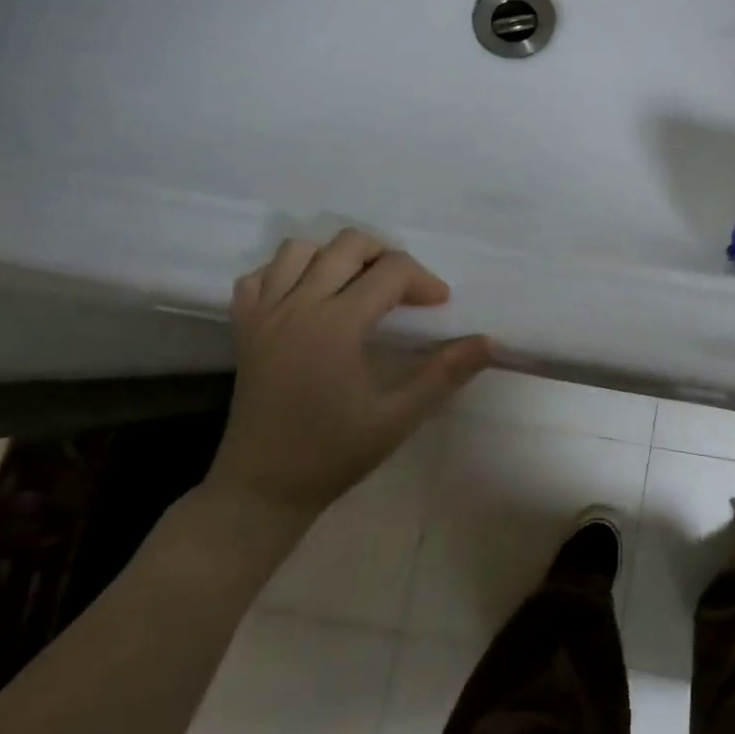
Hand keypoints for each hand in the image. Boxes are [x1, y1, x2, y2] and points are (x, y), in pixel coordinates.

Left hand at [206, 231, 492, 520]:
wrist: (262, 488)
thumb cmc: (334, 453)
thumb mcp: (399, 417)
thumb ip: (445, 373)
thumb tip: (490, 342)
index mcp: (337, 325)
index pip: (391, 271)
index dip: (424, 281)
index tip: (440, 306)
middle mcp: (298, 307)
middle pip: (348, 245)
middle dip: (386, 256)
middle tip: (404, 291)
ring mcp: (264, 315)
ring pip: (299, 250)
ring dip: (336, 257)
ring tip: (358, 287)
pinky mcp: (244, 328)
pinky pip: (260, 276)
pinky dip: (287, 273)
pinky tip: (309, 298)